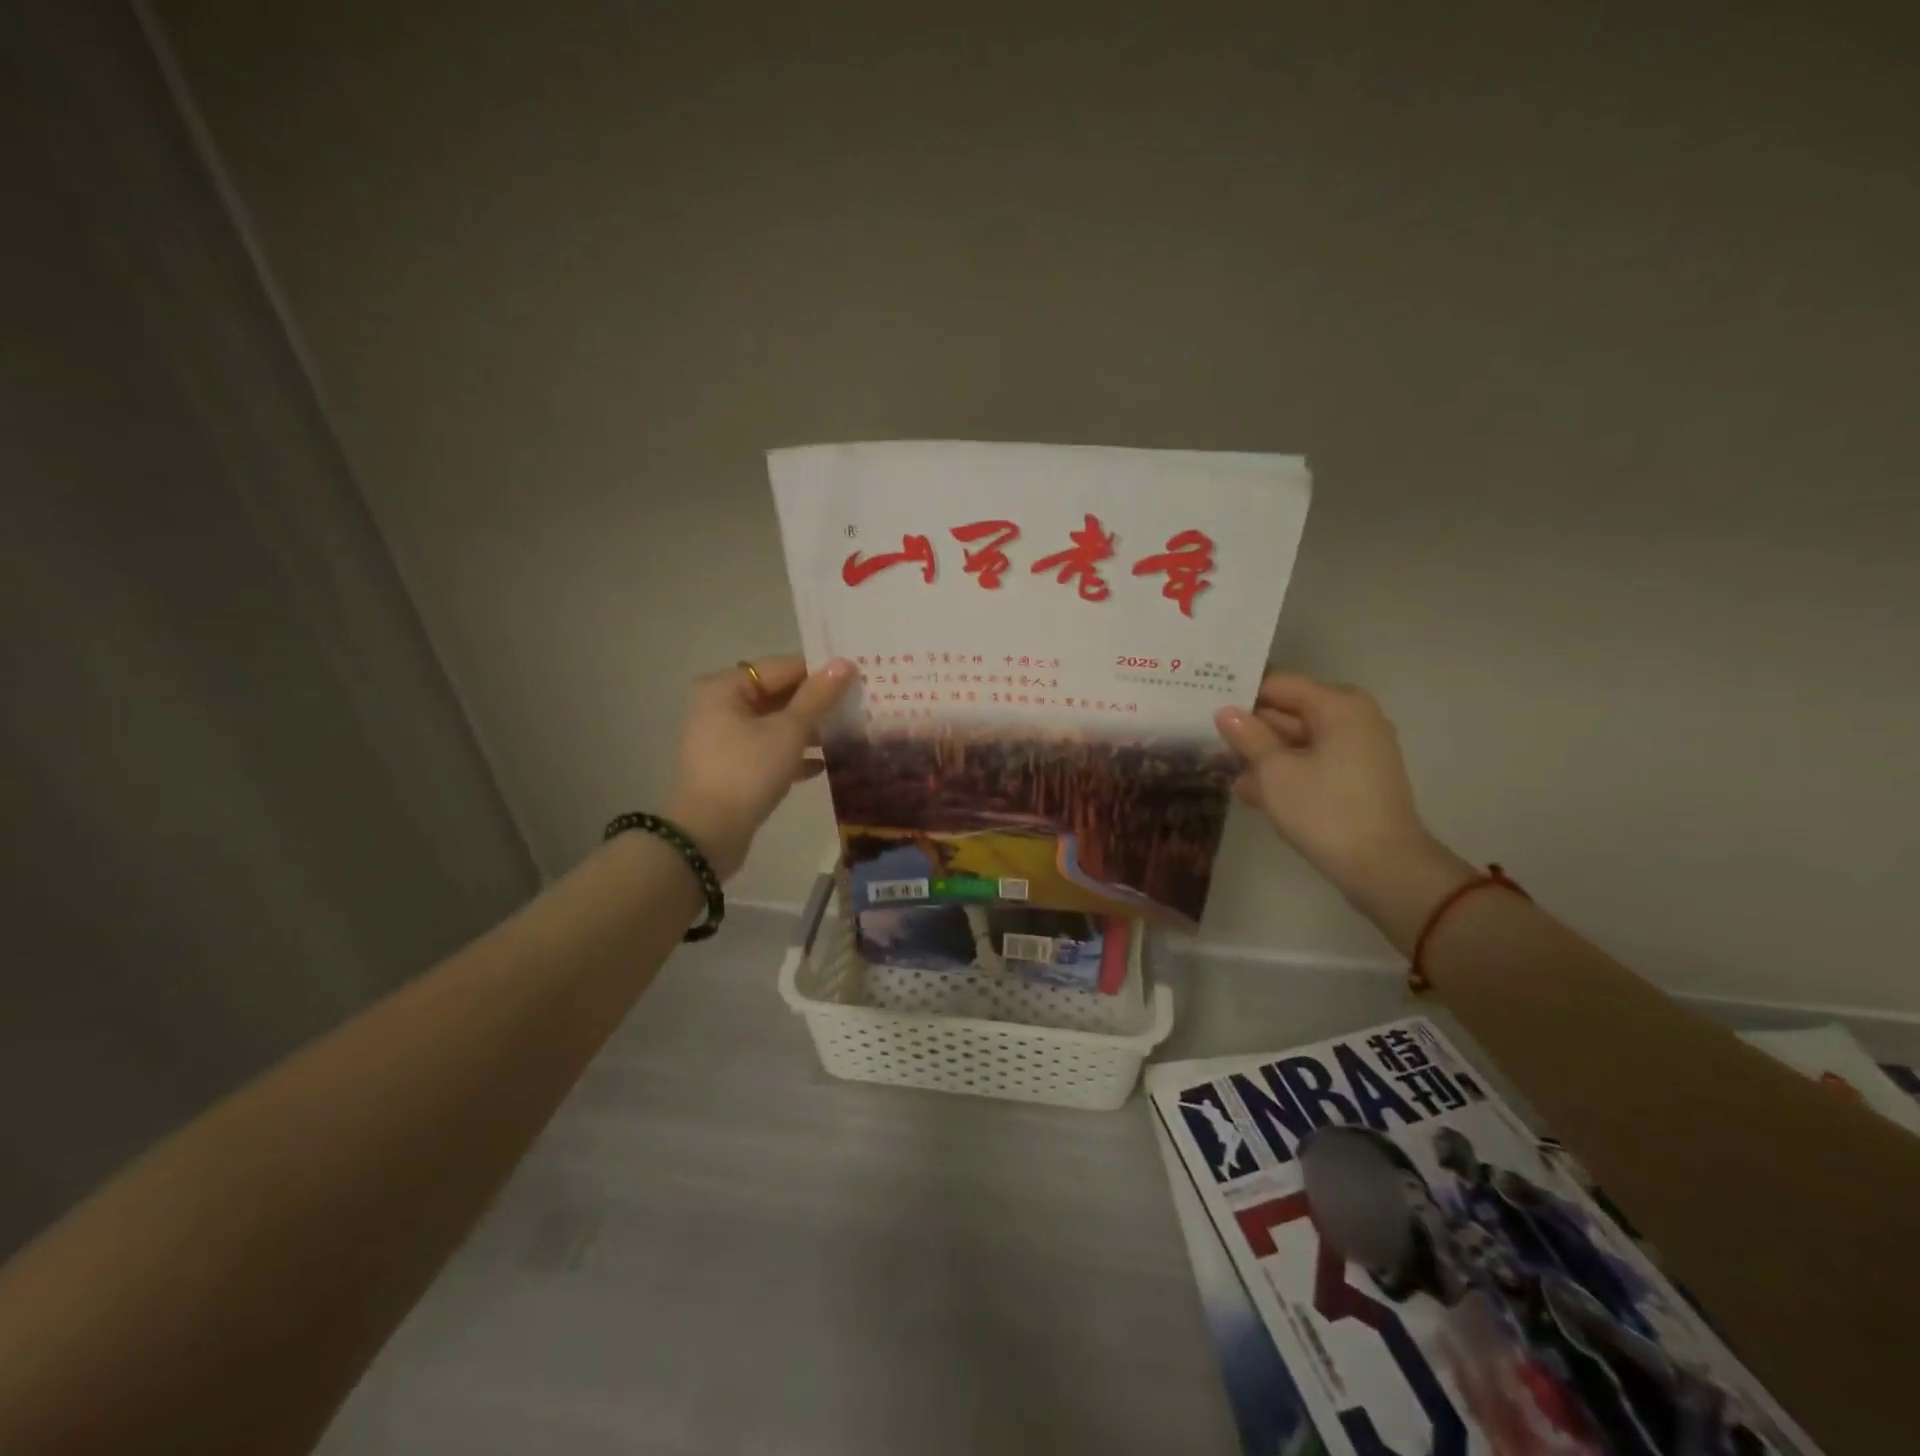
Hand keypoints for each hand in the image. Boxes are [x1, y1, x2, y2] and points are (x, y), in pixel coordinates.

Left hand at [666, 656, 853, 879]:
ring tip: (847, 733)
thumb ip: (817, 697)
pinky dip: (792, 754)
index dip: (818, 672)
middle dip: (815, 703)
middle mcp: (719, 707)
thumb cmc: (748, 771)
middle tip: (856, 704)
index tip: (855, 678)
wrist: (709, 833)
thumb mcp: (788, 731)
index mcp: (725, 688)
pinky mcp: (732, 767)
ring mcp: (723, 739)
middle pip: (777, 694)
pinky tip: (822, 764)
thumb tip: (843, 663)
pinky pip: (768, 750)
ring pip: (774, 724)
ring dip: (808, 729)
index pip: (781, 667)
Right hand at [1215, 674, 1475, 946]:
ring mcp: (1358, 750)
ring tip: (1222, 767)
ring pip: (1298, 740)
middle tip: (1207, 736)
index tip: (1206, 704)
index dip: (1241, 694)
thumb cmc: (1324, 810)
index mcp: (1338, 705)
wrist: (1383, 867)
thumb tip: (1226, 712)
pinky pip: (1313, 763)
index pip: (1279, 684)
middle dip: (1251, 727)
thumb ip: (1248, 736)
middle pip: (1290, 711)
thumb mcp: (1274, 771)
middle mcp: (1353, 718)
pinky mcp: (1356, 778)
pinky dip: (1285, 772)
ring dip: (1263, 754)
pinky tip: (1250, 790)